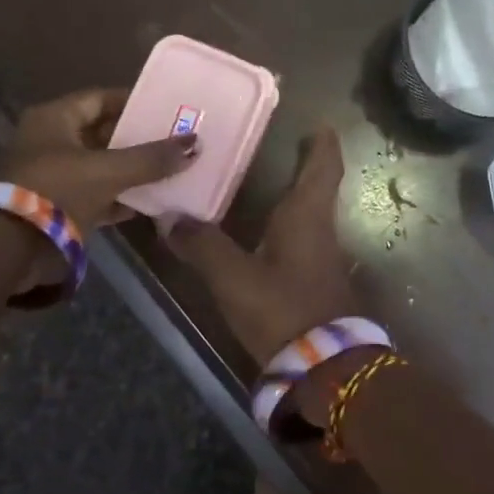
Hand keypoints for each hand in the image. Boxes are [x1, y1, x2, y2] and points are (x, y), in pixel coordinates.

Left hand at [0, 88, 197, 234]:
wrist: (9, 248)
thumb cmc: (56, 191)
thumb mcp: (108, 171)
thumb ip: (151, 159)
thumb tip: (195, 144)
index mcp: (54, 119)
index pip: (100, 99)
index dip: (133, 101)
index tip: (165, 107)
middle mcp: (51, 141)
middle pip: (102, 133)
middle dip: (137, 138)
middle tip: (175, 139)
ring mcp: (53, 176)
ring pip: (101, 166)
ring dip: (132, 170)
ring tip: (171, 168)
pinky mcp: (58, 207)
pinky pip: (96, 195)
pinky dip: (120, 198)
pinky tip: (151, 202)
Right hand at [164, 126, 360, 369]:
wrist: (324, 368)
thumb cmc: (283, 309)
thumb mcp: (234, 277)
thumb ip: (202, 246)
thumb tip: (169, 218)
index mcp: (307, 217)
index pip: (323, 169)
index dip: (323, 145)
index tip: (320, 125)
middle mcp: (320, 231)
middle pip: (318, 189)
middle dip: (305, 166)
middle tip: (280, 147)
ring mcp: (322, 258)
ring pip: (310, 215)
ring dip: (294, 197)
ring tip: (264, 184)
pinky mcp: (316, 283)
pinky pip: (302, 240)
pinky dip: (287, 227)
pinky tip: (264, 235)